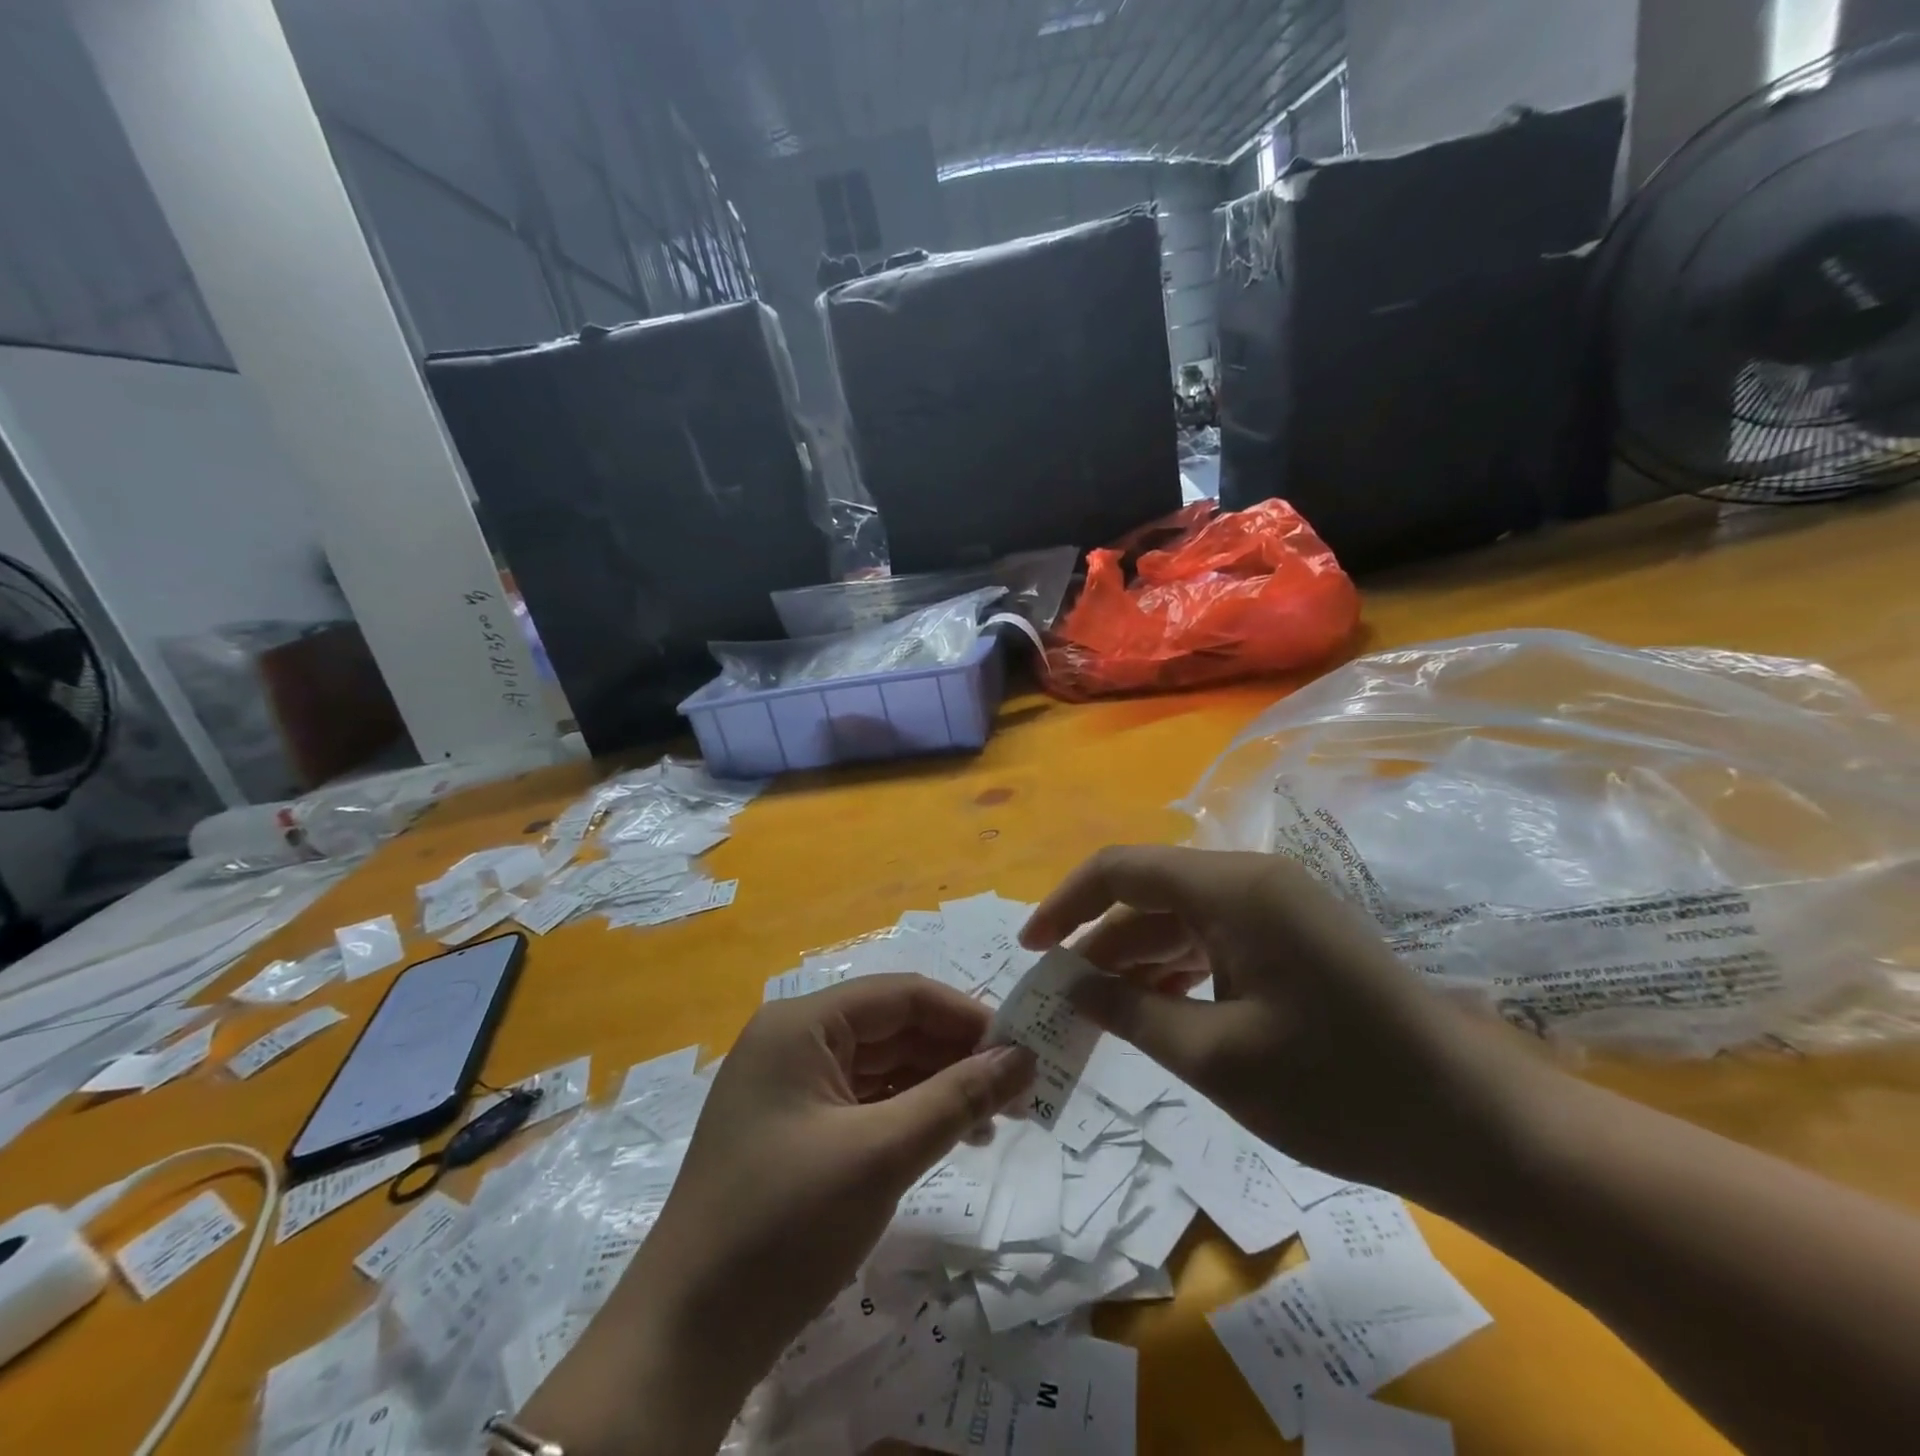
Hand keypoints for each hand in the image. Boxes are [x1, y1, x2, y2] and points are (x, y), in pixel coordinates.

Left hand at [522, 975, 1033, 1454]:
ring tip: (995, 1119)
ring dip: (937, 1086)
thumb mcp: (880, 1154)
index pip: (901, 995)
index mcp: (802, 1023)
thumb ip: (956, 1098)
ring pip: (881, 1066)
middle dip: (955, 1054)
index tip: (1023, 1047)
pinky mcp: (793, 1129)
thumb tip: (1024, 1058)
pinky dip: (908, 1114)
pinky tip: (948, 1137)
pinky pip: (863, 1102)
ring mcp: (790, 1086)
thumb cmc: (784, 1225)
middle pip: (892, 1028)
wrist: (686, 1337)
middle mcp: (794, 1040)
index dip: (965, 1016)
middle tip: (1019, 1089)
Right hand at [1022, 845, 1540, 1211]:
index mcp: (1234, 888)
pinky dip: (1177, 967)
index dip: (1065, 903)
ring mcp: (1278, 906)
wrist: (1479, 1127)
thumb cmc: (1341, 1090)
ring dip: (1136, 957)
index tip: (1030, 949)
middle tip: (1060, 994)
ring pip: (1180, 916)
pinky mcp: (1293, 936)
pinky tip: (1155, 1007)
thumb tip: (1070, 987)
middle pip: (1150, 892)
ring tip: (1097, 1008)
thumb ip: (1130, 1013)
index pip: (1122, 870)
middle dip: (1098, 939)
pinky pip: (1214, 936)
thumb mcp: (1216, 1059)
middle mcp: (1253, 879)